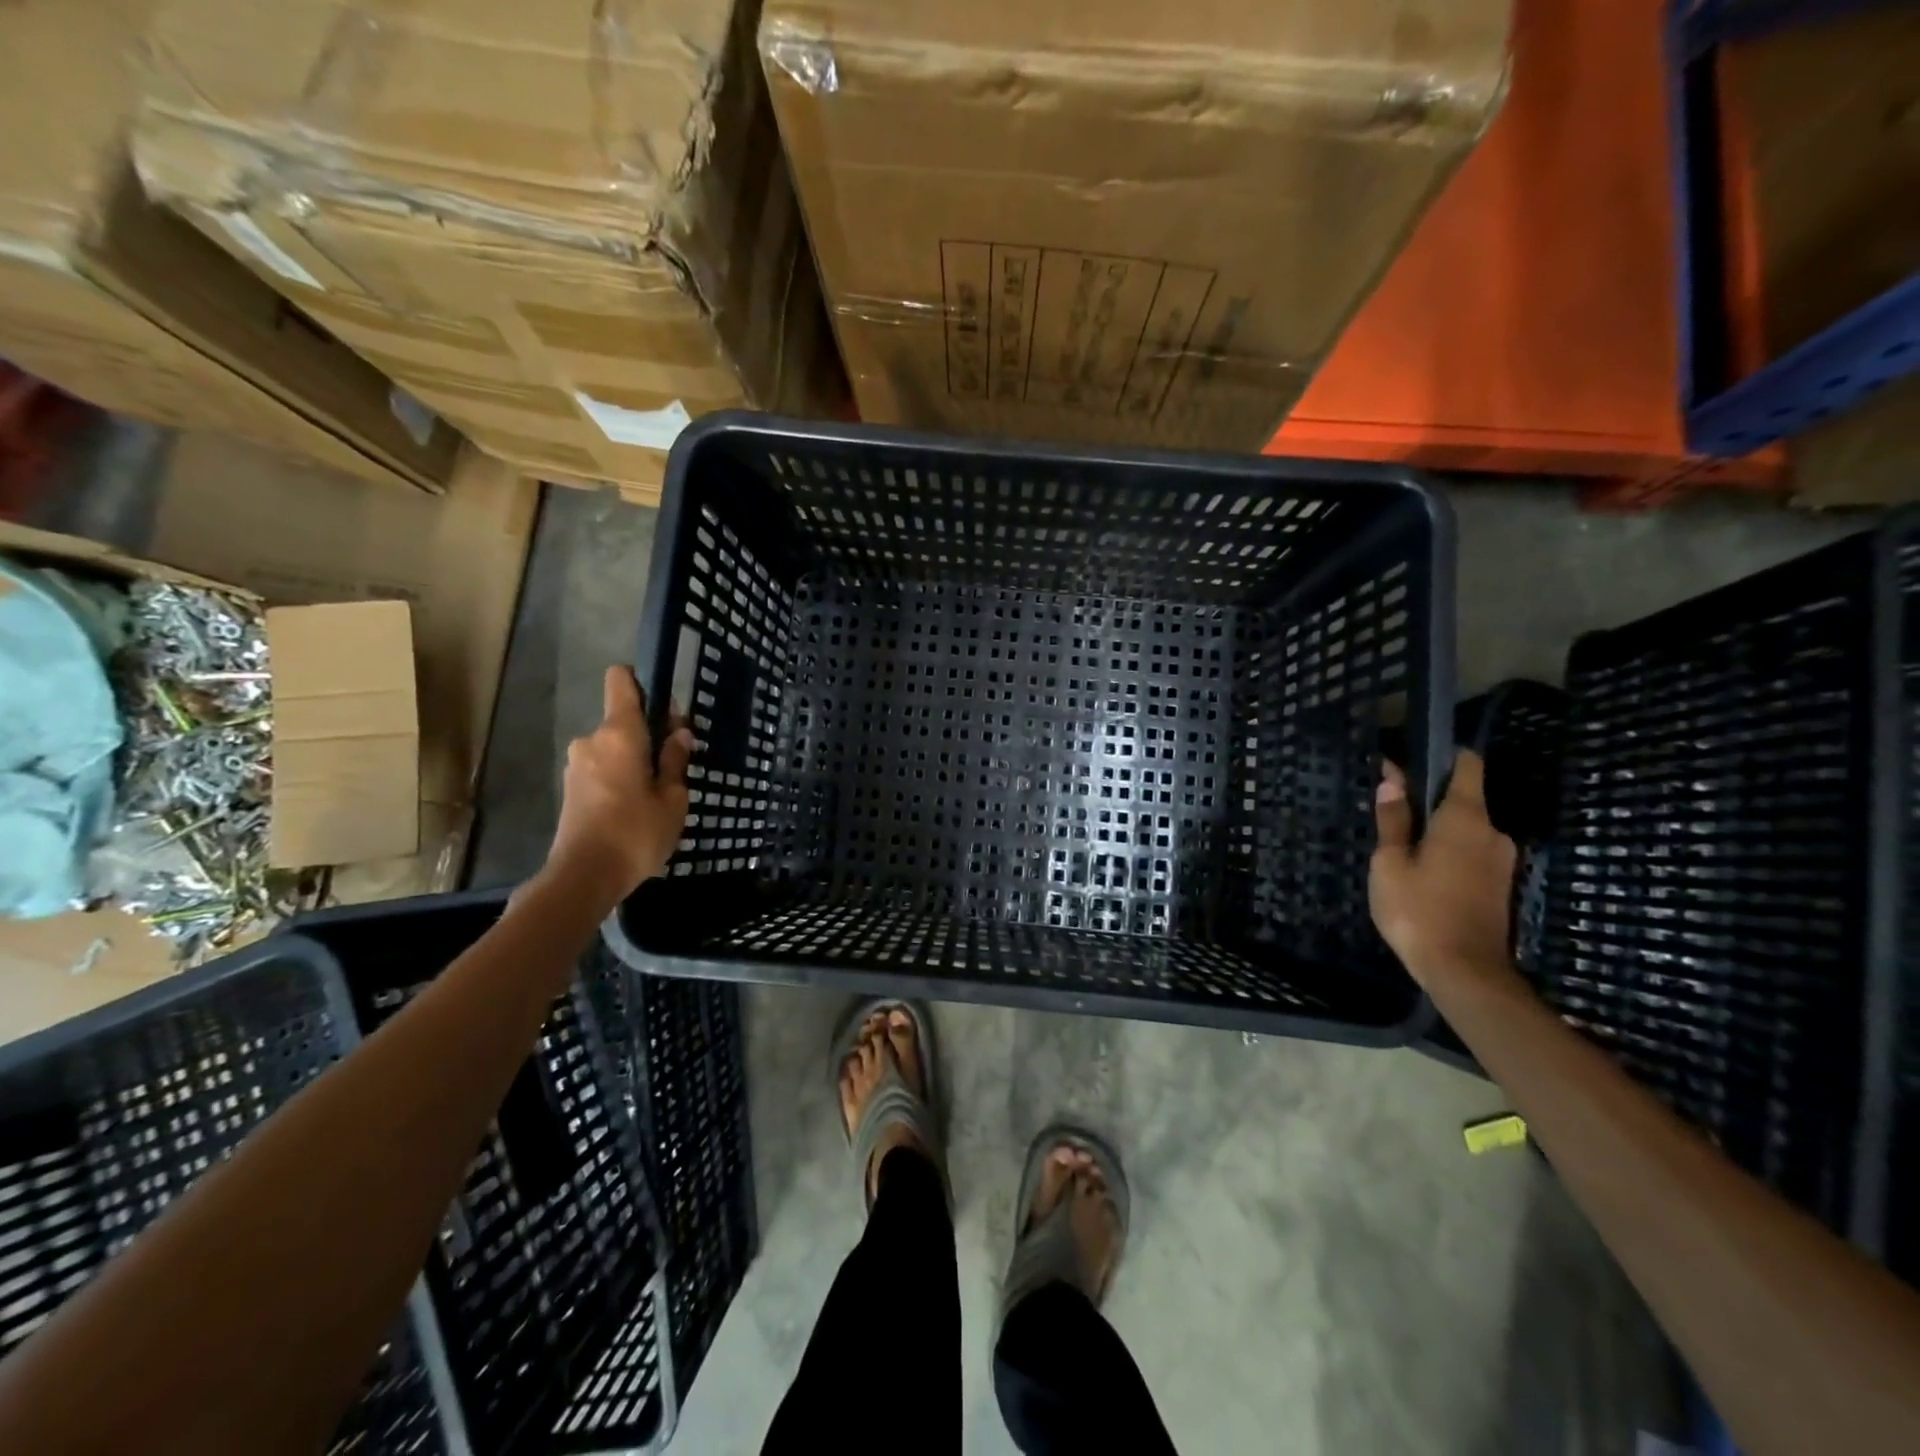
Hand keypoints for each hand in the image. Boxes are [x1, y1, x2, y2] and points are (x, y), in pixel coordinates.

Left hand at [545, 665, 695, 899]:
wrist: (584, 876)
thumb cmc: (636, 833)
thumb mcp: (672, 798)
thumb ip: (675, 760)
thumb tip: (678, 733)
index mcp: (620, 733)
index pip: (621, 680)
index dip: (644, 683)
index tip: (667, 708)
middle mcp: (593, 740)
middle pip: (624, 718)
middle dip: (651, 732)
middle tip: (677, 763)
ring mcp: (578, 764)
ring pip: (615, 746)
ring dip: (637, 758)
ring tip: (660, 791)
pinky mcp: (572, 787)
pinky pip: (604, 766)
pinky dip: (622, 775)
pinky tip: (638, 805)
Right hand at [1369, 750, 1517, 990]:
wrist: (1464, 971)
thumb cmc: (1418, 910)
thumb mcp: (1390, 863)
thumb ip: (1393, 820)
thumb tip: (1391, 781)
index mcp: (1465, 818)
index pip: (1467, 766)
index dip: (1441, 756)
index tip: (1411, 761)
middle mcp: (1492, 832)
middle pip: (1463, 798)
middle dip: (1430, 800)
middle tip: (1392, 815)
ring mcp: (1502, 860)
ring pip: (1466, 829)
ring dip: (1438, 831)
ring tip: (1402, 849)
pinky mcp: (1501, 885)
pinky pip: (1472, 853)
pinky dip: (1449, 852)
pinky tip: (1423, 873)